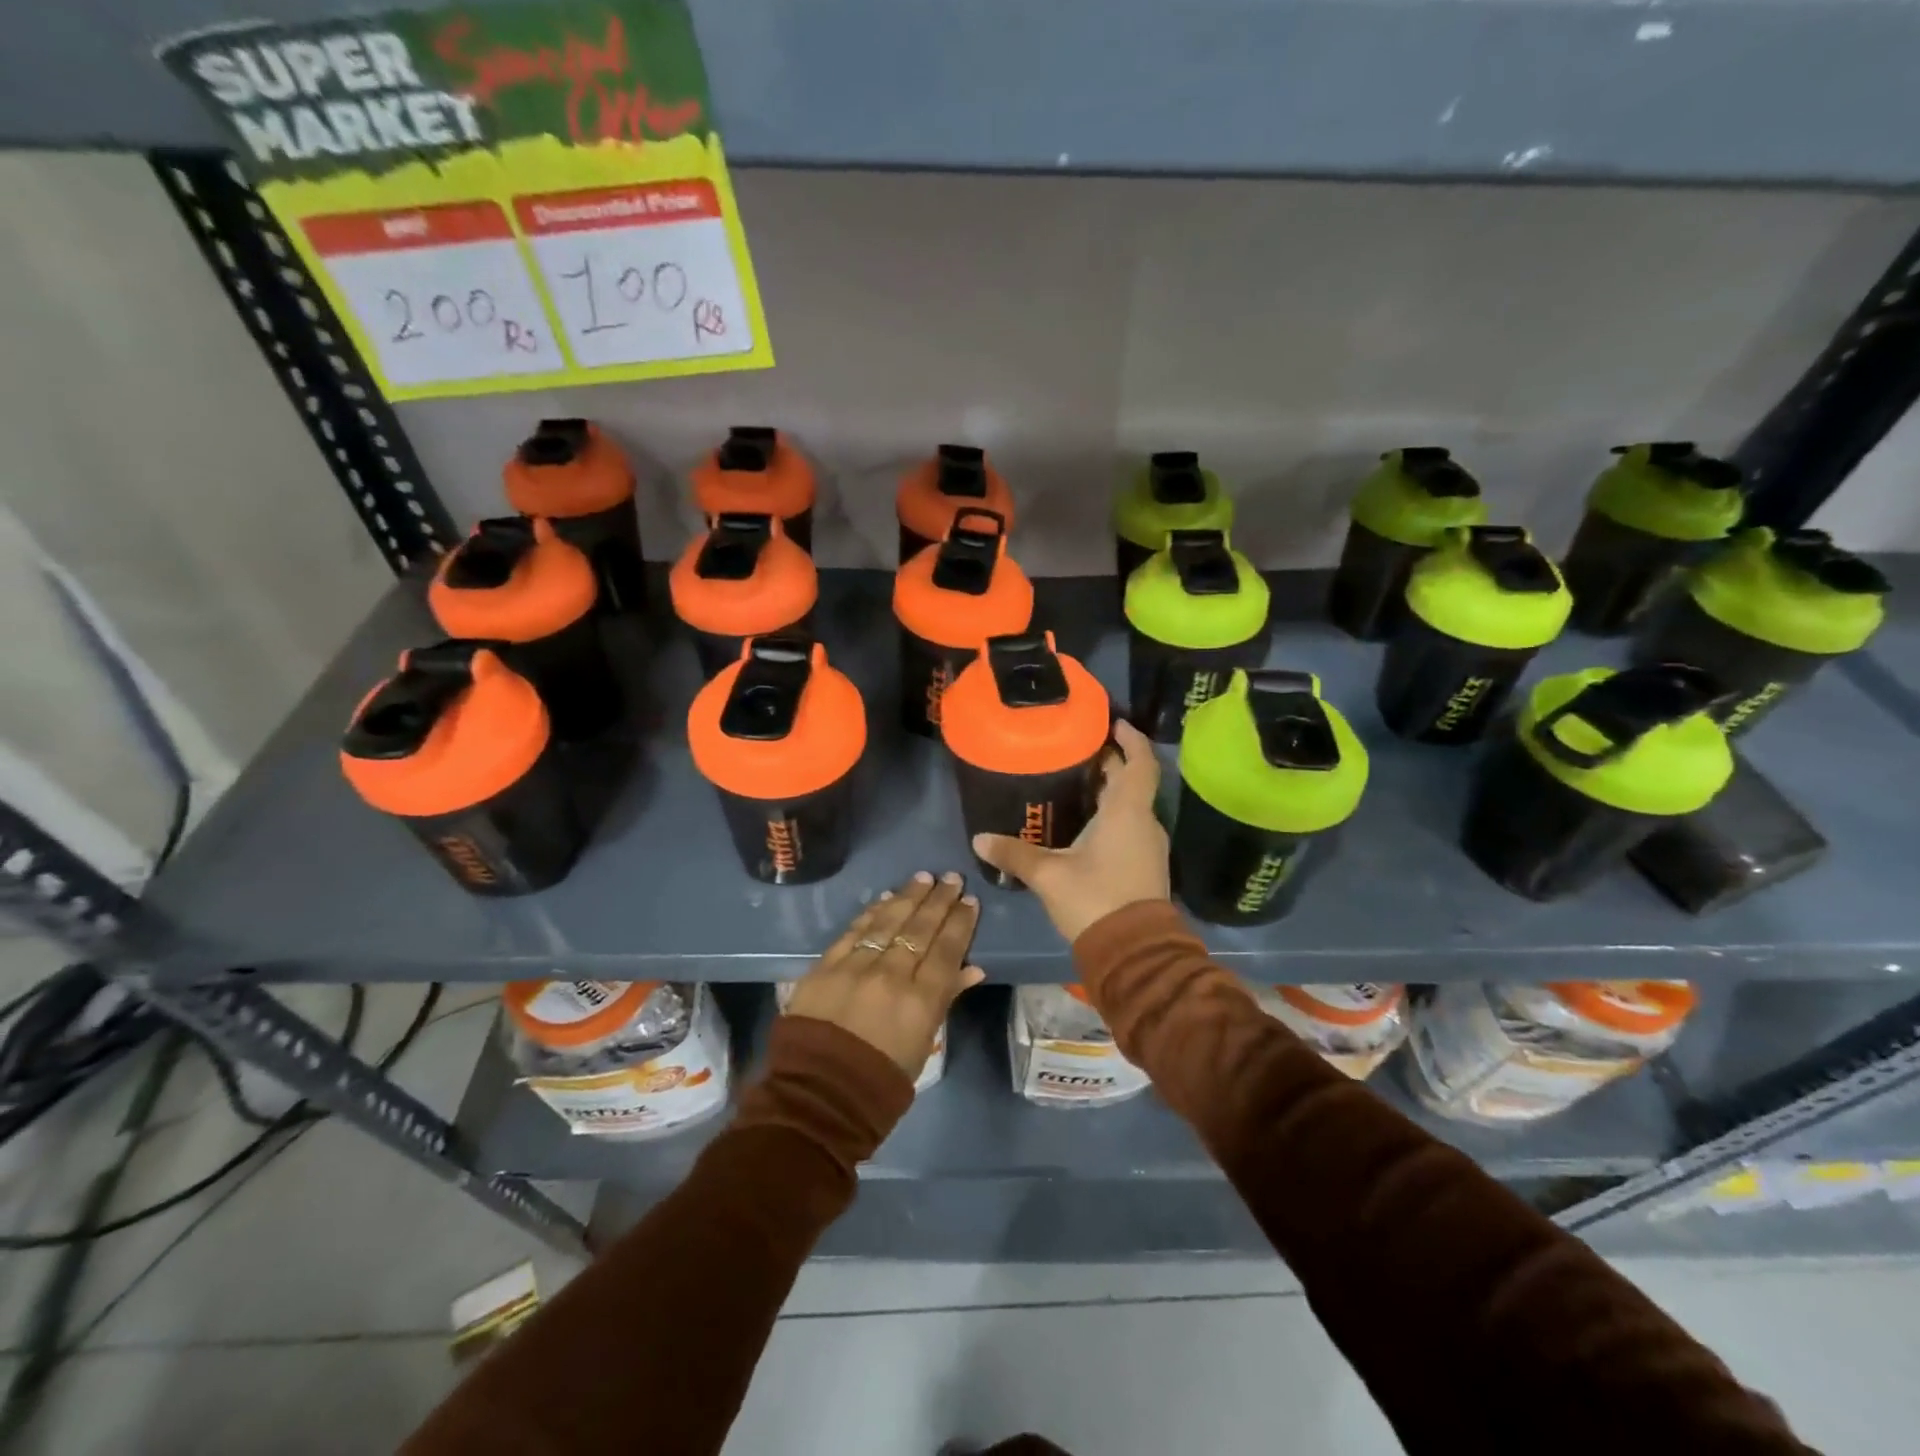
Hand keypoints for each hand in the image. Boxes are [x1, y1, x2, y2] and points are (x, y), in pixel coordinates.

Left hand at [784, 871, 983, 1077]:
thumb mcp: (923, 1044)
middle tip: (951, 878)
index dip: (960, 922)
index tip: (969, 901)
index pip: (947, 949)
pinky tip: (885, 898)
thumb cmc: (881, 1080)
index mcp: (921, 1000)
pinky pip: (854, 931)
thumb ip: (946, 1000)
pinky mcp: (826, 966)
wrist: (819, 1095)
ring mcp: (856, 967)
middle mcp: (892, 975)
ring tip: (923, 878)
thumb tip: (973, 968)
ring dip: (908, 897)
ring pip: (888, 921)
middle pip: (920, 928)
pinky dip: (872, 912)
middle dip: (938, 900)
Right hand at [972, 719, 1169, 944]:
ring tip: (1076, 782)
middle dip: (1110, 763)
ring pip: (1131, 806)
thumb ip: (1015, 854)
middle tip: (1078, 750)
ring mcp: (1148, 846)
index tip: (1113, 722)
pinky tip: (1084, 824)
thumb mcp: (1049, 875)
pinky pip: (1130, 827)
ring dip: (1110, 791)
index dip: (1130, 738)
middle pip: (1131, 782)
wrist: (1134, 952)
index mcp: (1127, 812)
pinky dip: (1112, 816)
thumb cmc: (1095, 899)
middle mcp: (1144, 822)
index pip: (1139, 762)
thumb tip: (979, 839)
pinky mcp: (1145, 866)